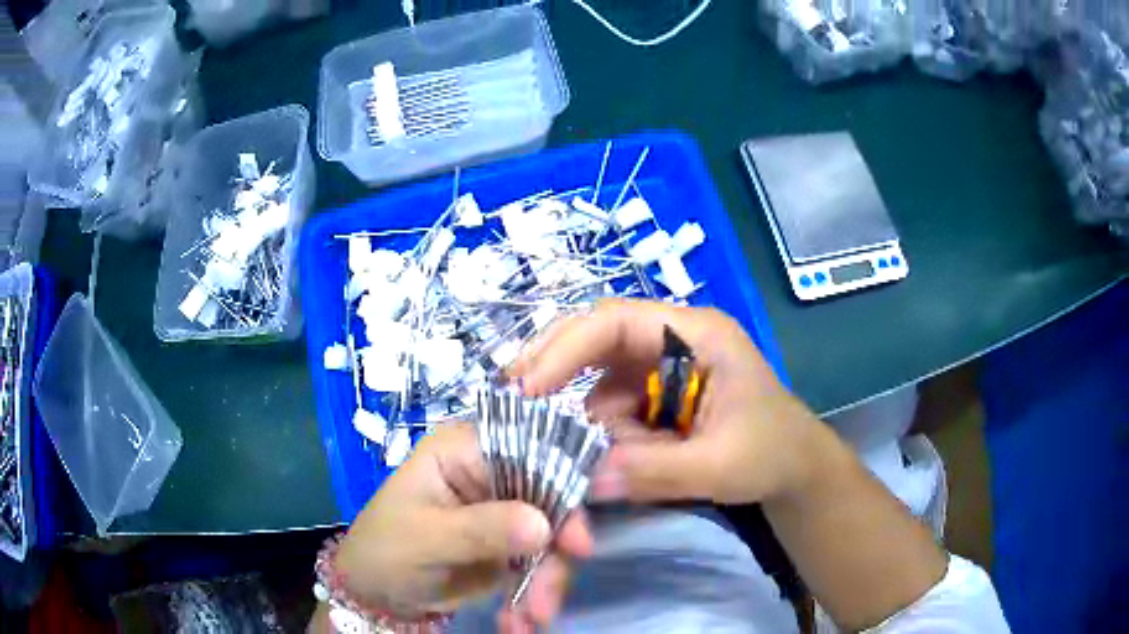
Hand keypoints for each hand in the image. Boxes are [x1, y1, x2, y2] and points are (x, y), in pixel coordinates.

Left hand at [333, 425, 593, 625]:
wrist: (375, 595)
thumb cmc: (385, 550)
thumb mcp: (425, 538)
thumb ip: (482, 529)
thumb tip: (544, 524)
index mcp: (464, 451)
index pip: (528, 447)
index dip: (563, 479)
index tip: (577, 533)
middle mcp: (491, 475)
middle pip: (551, 497)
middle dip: (556, 550)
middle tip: (550, 595)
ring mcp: (504, 513)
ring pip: (552, 537)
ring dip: (547, 582)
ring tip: (531, 619)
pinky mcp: (511, 547)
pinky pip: (541, 565)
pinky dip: (536, 595)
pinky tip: (519, 622)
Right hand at [511, 299, 823, 505]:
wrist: (795, 469)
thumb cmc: (773, 453)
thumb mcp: (720, 465)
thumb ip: (654, 472)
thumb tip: (582, 480)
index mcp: (695, 334)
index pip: (615, 321)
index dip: (565, 347)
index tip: (526, 387)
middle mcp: (672, 341)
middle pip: (596, 338)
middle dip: (553, 368)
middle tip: (510, 401)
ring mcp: (661, 370)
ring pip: (597, 381)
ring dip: (576, 416)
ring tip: (555, 449)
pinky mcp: (656, 399)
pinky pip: (609, 410)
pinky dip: (595, 435)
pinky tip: (594, 461)